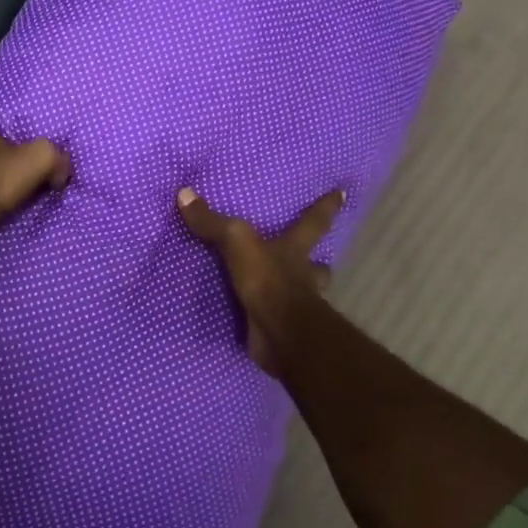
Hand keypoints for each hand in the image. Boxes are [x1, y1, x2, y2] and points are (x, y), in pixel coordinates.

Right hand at [177, 186, 343, 376]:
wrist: (279, 333)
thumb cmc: (268, 280)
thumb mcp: (237, 242)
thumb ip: (212, 222)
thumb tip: (184, 193)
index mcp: (295, 251)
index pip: (314, 222)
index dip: (327, 207)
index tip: (343, 194)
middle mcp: (302, 277)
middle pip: (317, 266)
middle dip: (316, 262)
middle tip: (312, 257)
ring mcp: (295, 306)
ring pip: (302, 294)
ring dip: (294, 291)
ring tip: (278, 289)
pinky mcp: (281, 331)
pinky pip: (275, 320)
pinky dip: (267, 319)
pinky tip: (256, 319)